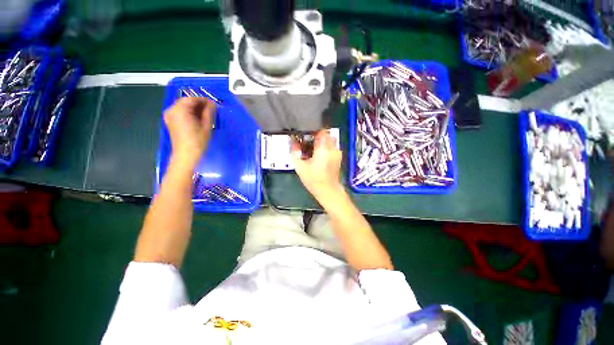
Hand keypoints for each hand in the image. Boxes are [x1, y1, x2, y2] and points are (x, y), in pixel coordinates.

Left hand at [164, 97, 214, 169]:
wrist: (186, 155)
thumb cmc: (197, 141)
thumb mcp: (206, 125)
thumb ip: (209, 112)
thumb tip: (212, 103)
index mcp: (180, 110)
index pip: (192, 98)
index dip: (204, 100)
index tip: (214, 104)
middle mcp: (172, 110)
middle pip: (186, 101)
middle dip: (199, 104)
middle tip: (211, 109)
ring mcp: (169, 115)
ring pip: (183, 106)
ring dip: (194, 108)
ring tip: (206, 114)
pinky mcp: (170, 121)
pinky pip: (180, 112)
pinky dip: (189, 112)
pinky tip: (198, 119)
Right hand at [291, 130, 343, 201]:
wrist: (328, 190)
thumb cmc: (313, 179)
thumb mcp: (300, 166)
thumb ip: (295, 152)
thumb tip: (292, 141)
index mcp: (323, 149)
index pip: (320, 130)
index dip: (312, 130)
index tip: (305, 134)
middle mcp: (332, 148)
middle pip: (325, 134)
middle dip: (316, 136)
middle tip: (307, 142)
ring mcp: (337, 152)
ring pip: (329, 139)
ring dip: (321, 141)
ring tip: (312, 149)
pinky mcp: (338, 156)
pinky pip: (331, 146)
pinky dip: (325, 147)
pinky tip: (318, 155)